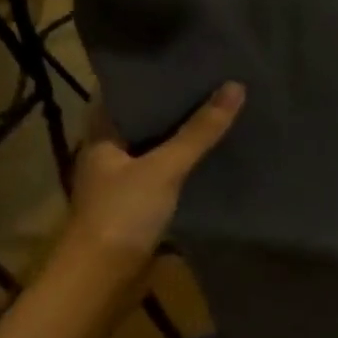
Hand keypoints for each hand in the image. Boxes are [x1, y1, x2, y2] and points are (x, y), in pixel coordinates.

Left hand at [64, 82, 244, 271]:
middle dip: (176, 105)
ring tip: (222, 111)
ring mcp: (125, 183)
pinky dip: (188, 166)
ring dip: (183, 137)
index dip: (151, 75)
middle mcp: (110, 155)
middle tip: (214, 80)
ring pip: (158, 150)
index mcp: (102, 136)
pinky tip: (216, 156)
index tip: (184, 58)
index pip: (124, 93)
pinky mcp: (142, 207)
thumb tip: (235, 86)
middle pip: (145, 121)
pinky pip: (168, 176)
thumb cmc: (123, 214)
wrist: (104, 279)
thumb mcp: (164, 167)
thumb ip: (199, 131)